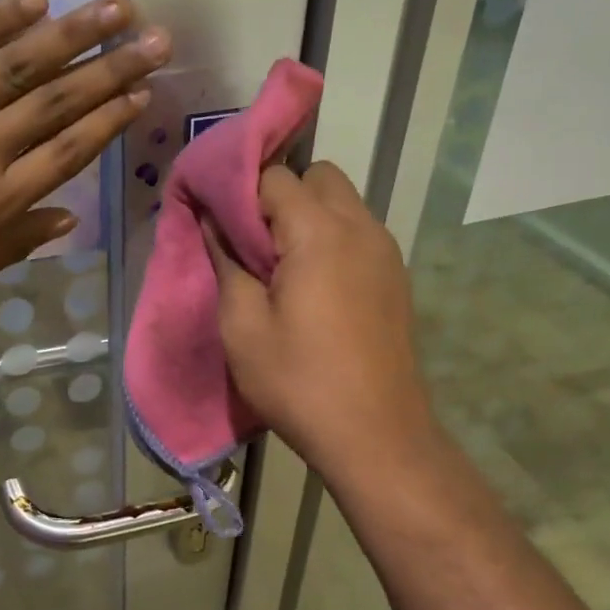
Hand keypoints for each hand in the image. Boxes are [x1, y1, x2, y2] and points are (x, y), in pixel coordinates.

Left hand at [0, 0, 169, 310]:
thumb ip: (10, 246)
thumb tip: (66, 217)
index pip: (69, 151)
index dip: (110, 120)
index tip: (142, 92)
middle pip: (60, 102)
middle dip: (113, 68)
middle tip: (158, 39)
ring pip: (20, 65)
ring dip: (73, 33)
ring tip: (117, 8)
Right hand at [206, 162, 434, 478]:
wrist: (375, 434)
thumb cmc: (298, 381)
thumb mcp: (242, 326)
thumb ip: (226, 262)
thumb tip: (214, 222)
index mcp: (319, 231)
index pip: (274, 175)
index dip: (241, 194)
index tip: (222, 227)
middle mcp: (360, 226)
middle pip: (317, 176)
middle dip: (280, 196)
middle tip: (255, 247)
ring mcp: (385, 251)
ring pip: (342, 202)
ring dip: (308, 218)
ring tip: (283, 270)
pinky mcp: (395, 276)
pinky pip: (358, 233)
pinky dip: (332, 240)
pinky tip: (315, 289)